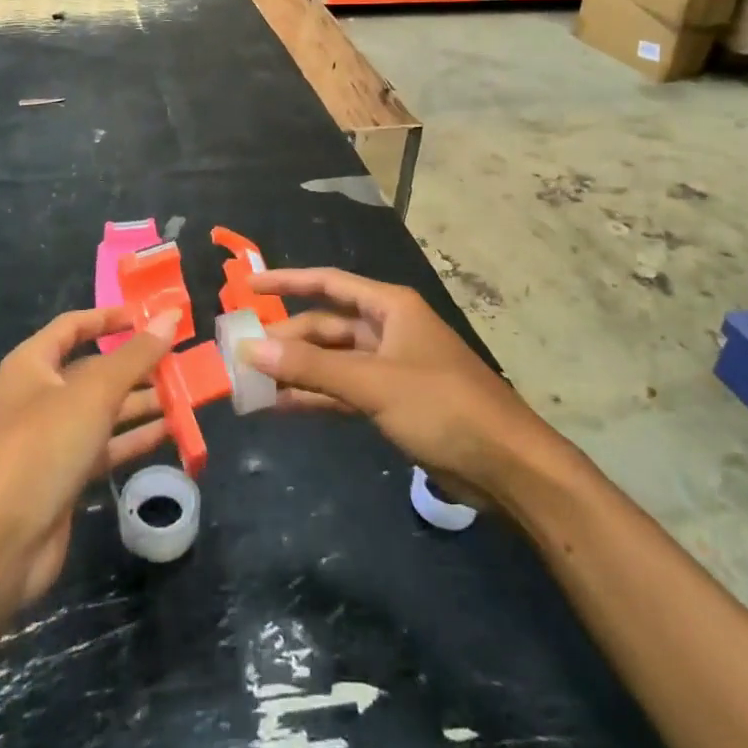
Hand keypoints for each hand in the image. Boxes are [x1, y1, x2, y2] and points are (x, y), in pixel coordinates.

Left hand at [0, 308, 174, 609]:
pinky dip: (134, 439)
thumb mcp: (92, 394)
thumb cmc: (39, 449)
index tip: (152, 316)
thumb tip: (170, 315)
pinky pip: (105, 448)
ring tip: (186, 394)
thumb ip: (135, 355)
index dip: (110, 317)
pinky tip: (170, 432)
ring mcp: (50, 440)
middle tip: (183, 359)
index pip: (74, 326)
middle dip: (136, 364)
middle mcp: (39, 396)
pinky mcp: (63, 479)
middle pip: (94, 369)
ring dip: (141, 402)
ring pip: (103, 410)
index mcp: (32, 365)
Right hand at [245, 268, 551, 508]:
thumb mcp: (373, 383)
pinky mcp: (393, 402)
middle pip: (326, 325)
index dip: (287, 281)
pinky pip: (343, 390)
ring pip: (332, 361)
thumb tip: (249, 349)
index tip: (248, 286)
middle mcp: (387, 329)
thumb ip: (310, 367)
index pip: (328, 283)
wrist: (507, 466)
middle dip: (286, 338)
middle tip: (241, 354)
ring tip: (252, 383)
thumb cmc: (443, 406)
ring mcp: (390, 367)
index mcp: (389, 307)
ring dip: (296, 371)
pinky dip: (316, 396)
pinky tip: (283, 406)